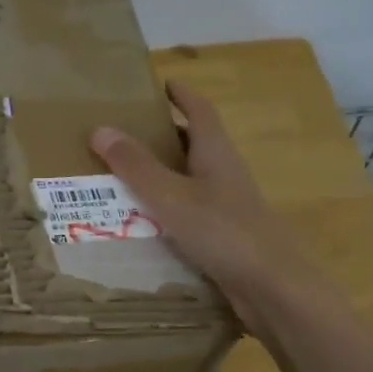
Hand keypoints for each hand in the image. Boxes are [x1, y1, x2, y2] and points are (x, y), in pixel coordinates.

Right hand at [90, 79, 313, 324]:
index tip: (161, 83)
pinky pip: (190, 211)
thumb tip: (100, 129)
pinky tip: (145, 222)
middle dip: (165, 134)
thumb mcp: (170, 197)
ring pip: (191, 179)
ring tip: (125, 177)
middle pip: (195, 143)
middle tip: (127, 133)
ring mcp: (228, 206)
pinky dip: (167, 208)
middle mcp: (225, 174)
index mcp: (216, 154)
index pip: (199, 111)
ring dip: (164, 173)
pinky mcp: (225, 236)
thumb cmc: (223, 232)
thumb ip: (136, 166)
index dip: (181, 94)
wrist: (272, 288)